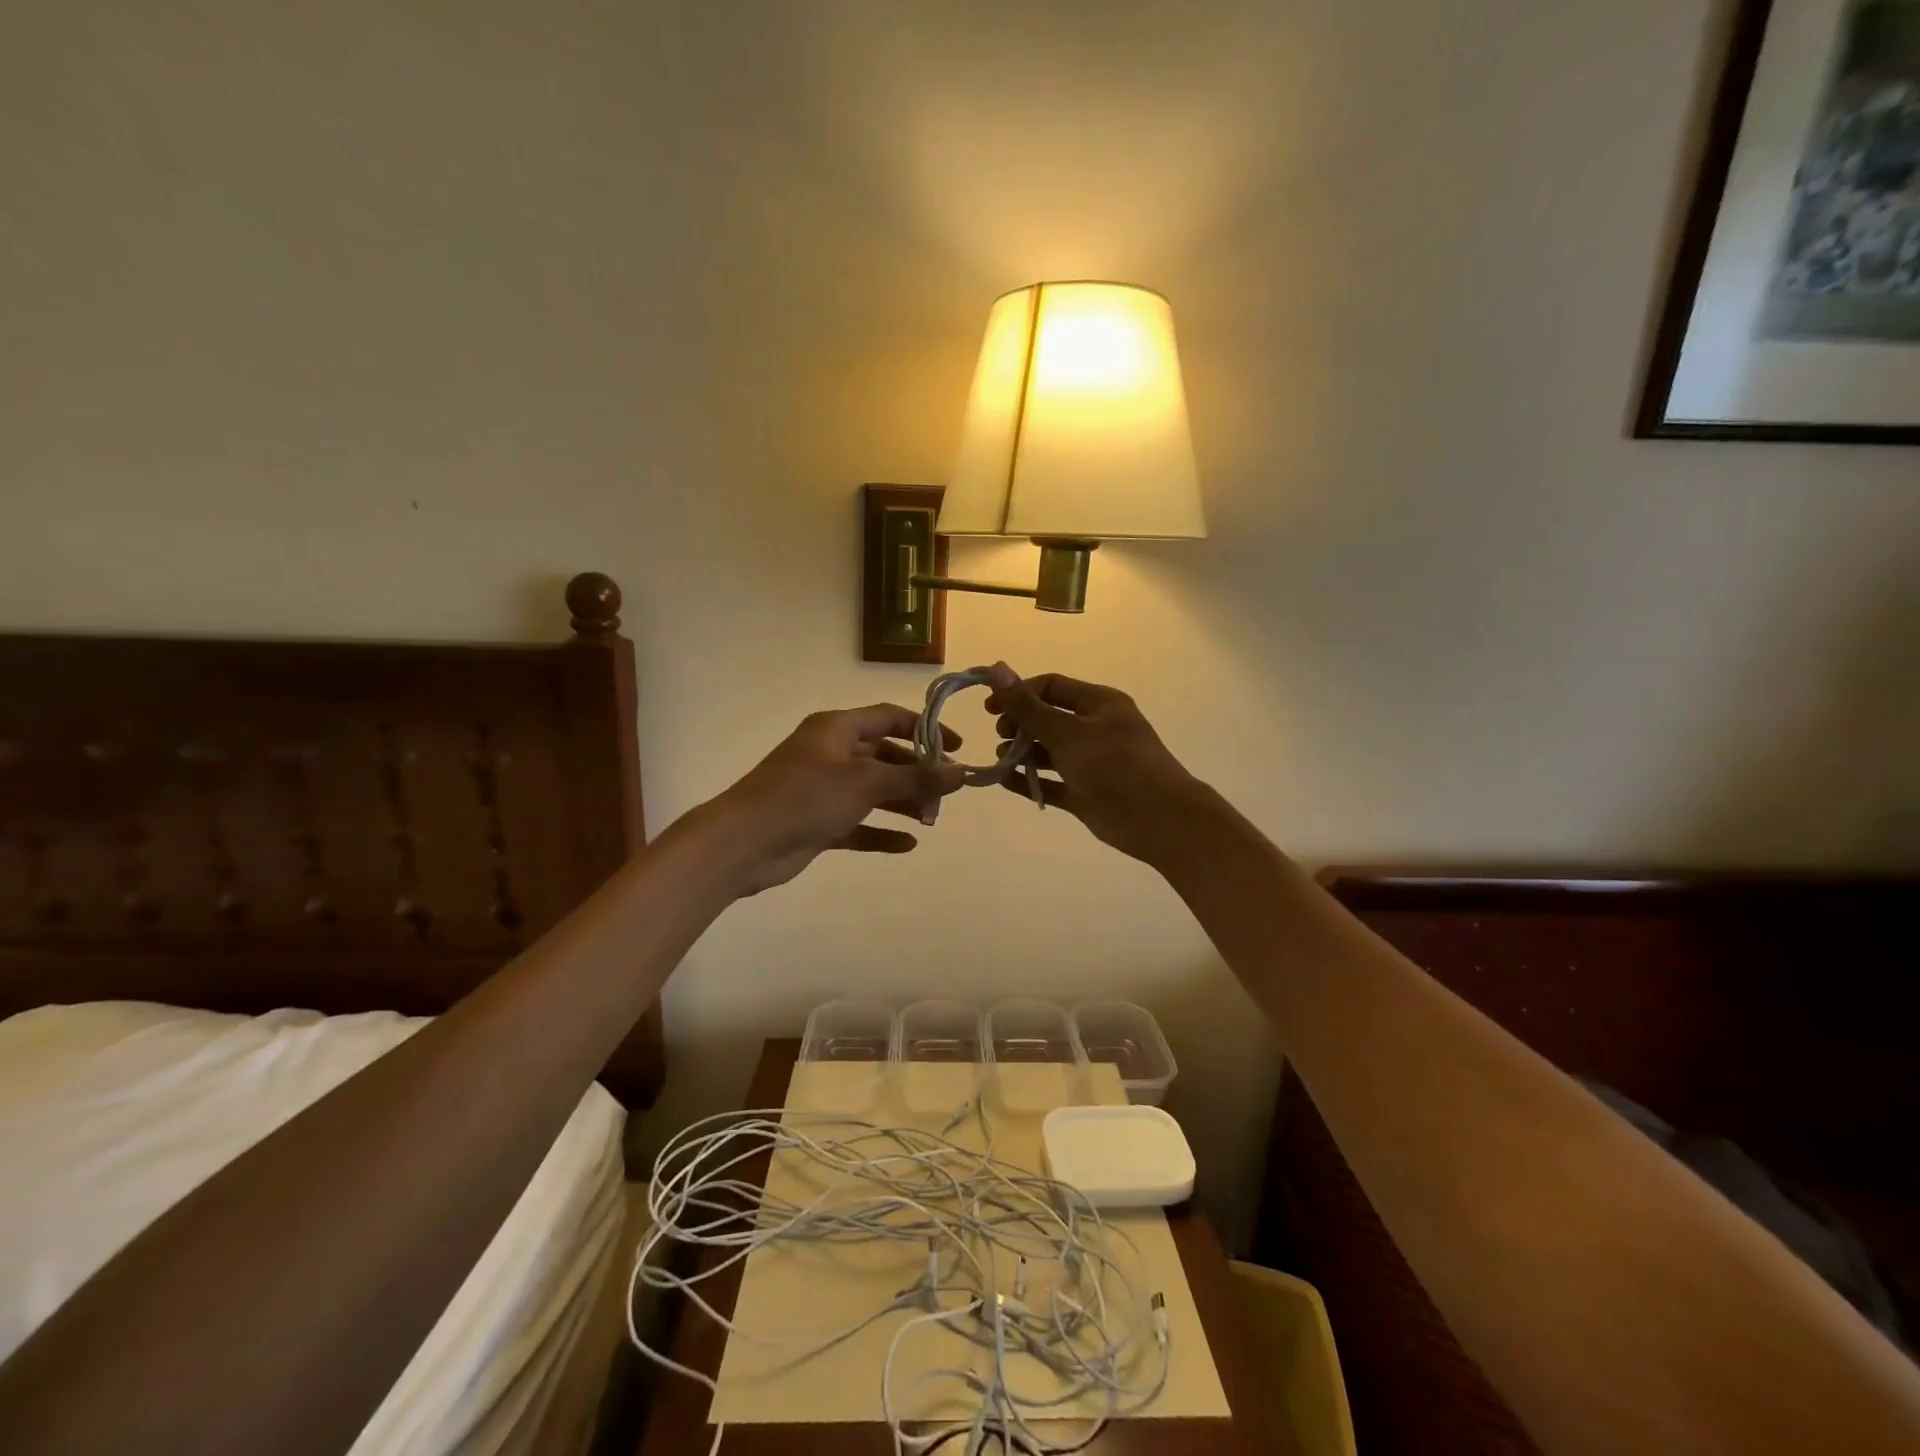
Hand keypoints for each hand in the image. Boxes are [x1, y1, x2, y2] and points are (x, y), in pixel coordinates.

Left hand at [696, 704, 965, 895]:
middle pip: (885, 756)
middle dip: (916, 774)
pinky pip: (858, 823)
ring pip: (873, 791)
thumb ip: (915, 778)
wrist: (743, 843)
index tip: (956, 748)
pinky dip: (881, 831)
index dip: (925, 729)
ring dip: (902, 803)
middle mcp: (831, 753)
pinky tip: (907, 844)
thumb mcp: (865, 782)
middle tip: (946, 795)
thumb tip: (961, 772)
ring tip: (932, 819)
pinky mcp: (818, 822)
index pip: (890, 717)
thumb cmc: (805, 797)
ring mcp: (823, 789)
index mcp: (837, 729)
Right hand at [985, 667, 1203, 864]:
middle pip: (1048, 719)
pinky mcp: (1085, 793)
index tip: (990, 708)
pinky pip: (1051, 782)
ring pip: (1049, 752)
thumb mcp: (1067, 731)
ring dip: (1023, 753)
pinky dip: (1029, 780)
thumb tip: (997, 669)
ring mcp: (1090, 763)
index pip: (1052, 687)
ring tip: (1003, 759)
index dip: (1019, 693)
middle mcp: (1095, 729)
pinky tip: (1004, 780)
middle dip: (1020, 724)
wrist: (1157, 818)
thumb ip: (1028, 706)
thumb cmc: (1114, 764)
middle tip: (1002, 736)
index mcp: (1099, 704)